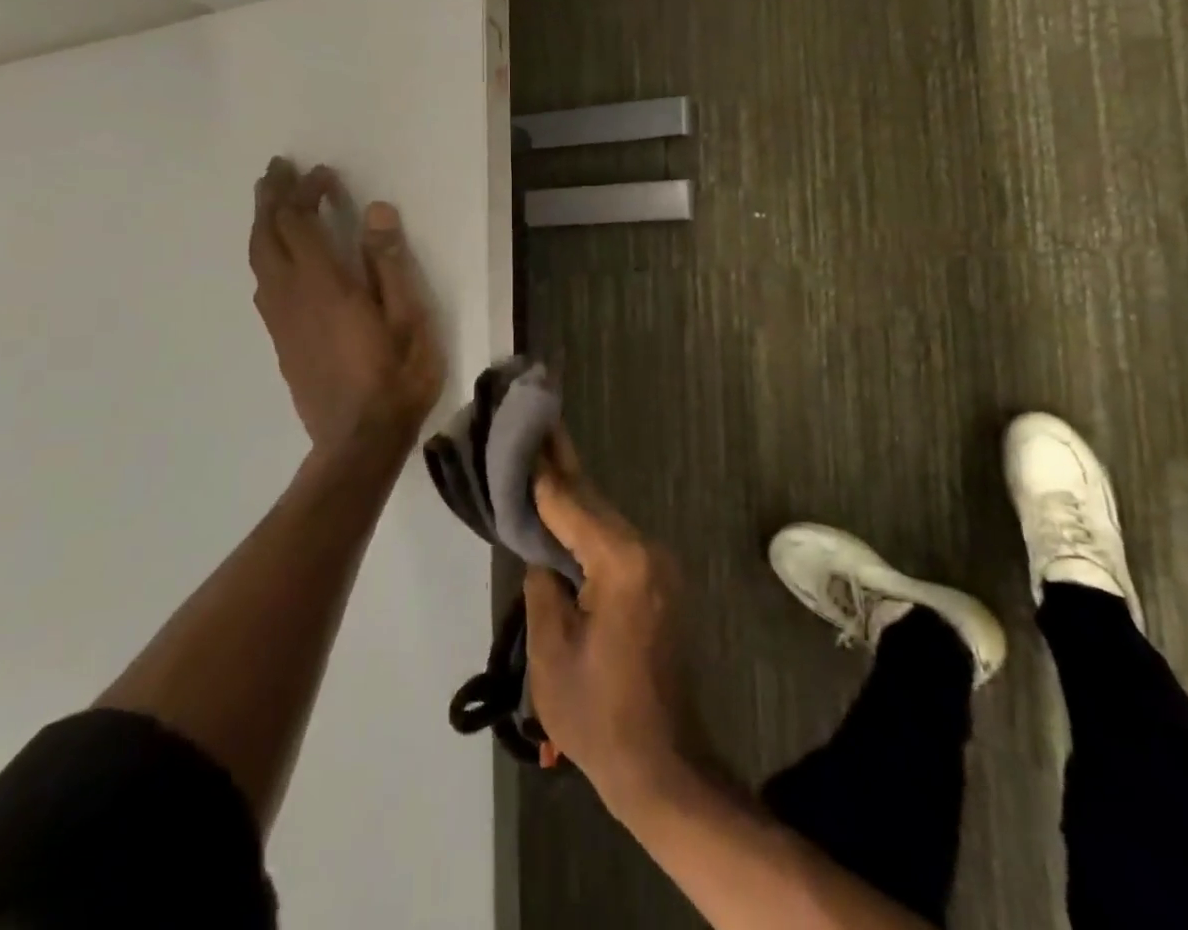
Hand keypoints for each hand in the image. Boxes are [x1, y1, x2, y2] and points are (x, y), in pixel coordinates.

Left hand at [249, 158, 445, 458]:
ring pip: (258, 260)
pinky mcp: (281, 341)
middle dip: (270, 198)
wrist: (358, 442)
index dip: (306, 192)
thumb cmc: (395, 378)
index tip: (324, 174)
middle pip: (267, 235)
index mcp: (324, 284)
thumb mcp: (409, 318)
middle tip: (277, 170)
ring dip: (262, 225)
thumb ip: (390, 263)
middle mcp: (291, 295)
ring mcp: (281, 320)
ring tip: (272, 204)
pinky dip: (265, 255)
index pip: (300, 222)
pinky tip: (278, 259)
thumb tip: (377, 211)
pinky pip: (263, 284)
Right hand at [523, 436, 707, 817]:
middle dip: (559, 466)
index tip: (525, 427)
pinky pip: (614, 542)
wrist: (662, 765)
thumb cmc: (598, 715)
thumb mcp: (551, 651)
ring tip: (539, 458)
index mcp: (622, 563)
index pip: (570, 503)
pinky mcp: (657, 582)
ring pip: (603, 520)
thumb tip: (543, 555)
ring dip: (571, 496)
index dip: (542, 469)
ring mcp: (657, 566)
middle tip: (532, 423)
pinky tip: (563, 512)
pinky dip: (585, 527)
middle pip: (592, 502)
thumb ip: (542, 586)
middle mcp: (646, 551)